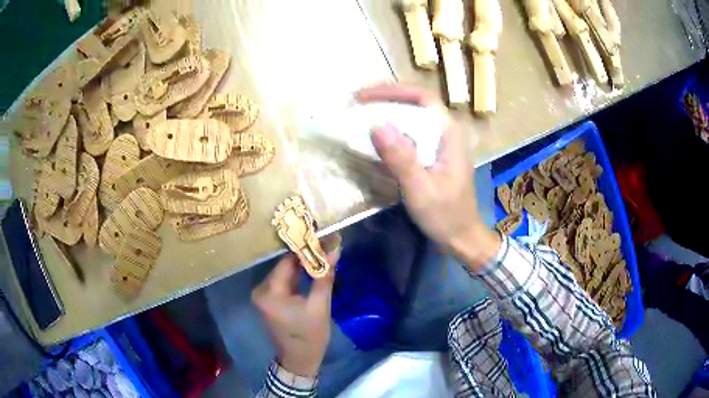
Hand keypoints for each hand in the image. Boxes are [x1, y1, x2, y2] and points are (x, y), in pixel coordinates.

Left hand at [252, 244, 340, 376]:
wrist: (300, 360)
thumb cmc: (310, 336)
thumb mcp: (319, 306)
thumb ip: (324, 276)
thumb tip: (334, 249)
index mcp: (269, 293)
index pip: (287, 262)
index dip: (306, 249)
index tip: (325, 240)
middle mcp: (261, 290)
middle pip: (285, 266)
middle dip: (306, 257)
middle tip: (328, 246)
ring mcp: (264, 295)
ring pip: (286, 273)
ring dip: (304, 266)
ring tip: (324, 254)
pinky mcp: (270, 300)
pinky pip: (285, 282)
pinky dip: (299, 276)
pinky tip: (313, 270)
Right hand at [356, 84, 499, 269]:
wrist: (462, 238)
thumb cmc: (446, 215)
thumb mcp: (421, 189)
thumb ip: (401, 158)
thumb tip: (376, 125)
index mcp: (449, 134)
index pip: (422, 97)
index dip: (392, 91)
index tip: (363, 97)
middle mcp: (446, 132)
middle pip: (415, 104)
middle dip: (385, 101)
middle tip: (355, 106)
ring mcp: (441, 144)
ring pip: (412, 119)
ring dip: (386, 116)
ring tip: (359, 119)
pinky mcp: (433, 155)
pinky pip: (411, 135)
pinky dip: (391, 133)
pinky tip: (375, 140)